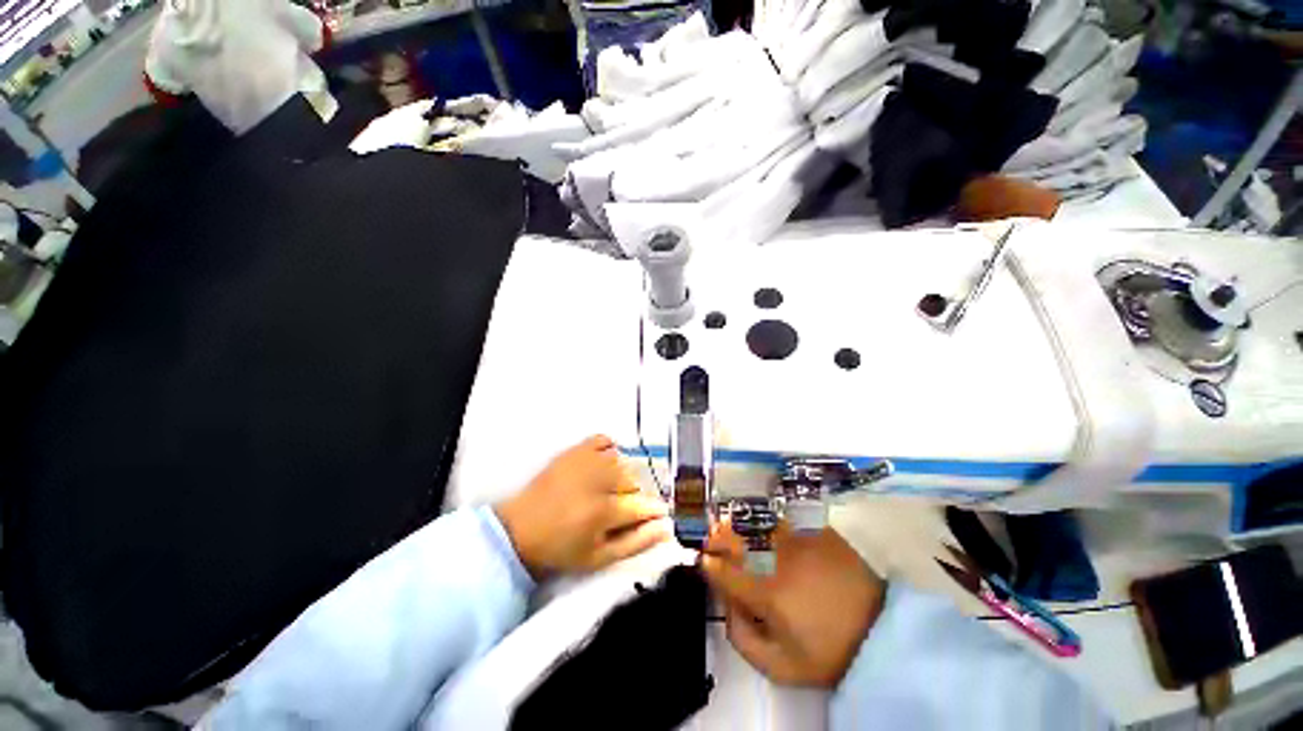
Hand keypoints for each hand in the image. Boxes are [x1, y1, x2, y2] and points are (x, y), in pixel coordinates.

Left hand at [495, 435, 670, 577]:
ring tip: (610, 489)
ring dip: (622, 475)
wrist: (518, 532)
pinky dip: (609, 449)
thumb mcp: (599, 558)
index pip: (642, 504)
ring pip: (620, 461)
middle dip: (634, 495)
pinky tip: (605, 462)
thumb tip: (665, 528)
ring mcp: (583, 462)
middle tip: (622, 507)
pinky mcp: (572, 452)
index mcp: (602, 511)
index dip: (654, 510)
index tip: (659, 513)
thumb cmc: (561, 550)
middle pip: (633, 480)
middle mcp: (596, 480)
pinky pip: (602, 440)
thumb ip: (636, 542)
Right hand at [701, 521, 885, 686]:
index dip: (711, 566)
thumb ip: (744, 639)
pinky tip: (775, 528)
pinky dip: (775, 524)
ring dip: (745, 525)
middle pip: (739, 539)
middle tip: (714, 532)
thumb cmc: (829, 653)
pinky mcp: (819, 531)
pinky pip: (787, 521)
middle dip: (720, 535)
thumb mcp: (783, 667)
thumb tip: (728, 607)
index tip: (704, 560)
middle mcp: (778, 560)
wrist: (883, 633)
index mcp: (768, 593)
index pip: (726, 574)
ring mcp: (800, 541)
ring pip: (761, 525)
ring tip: (740, 525)